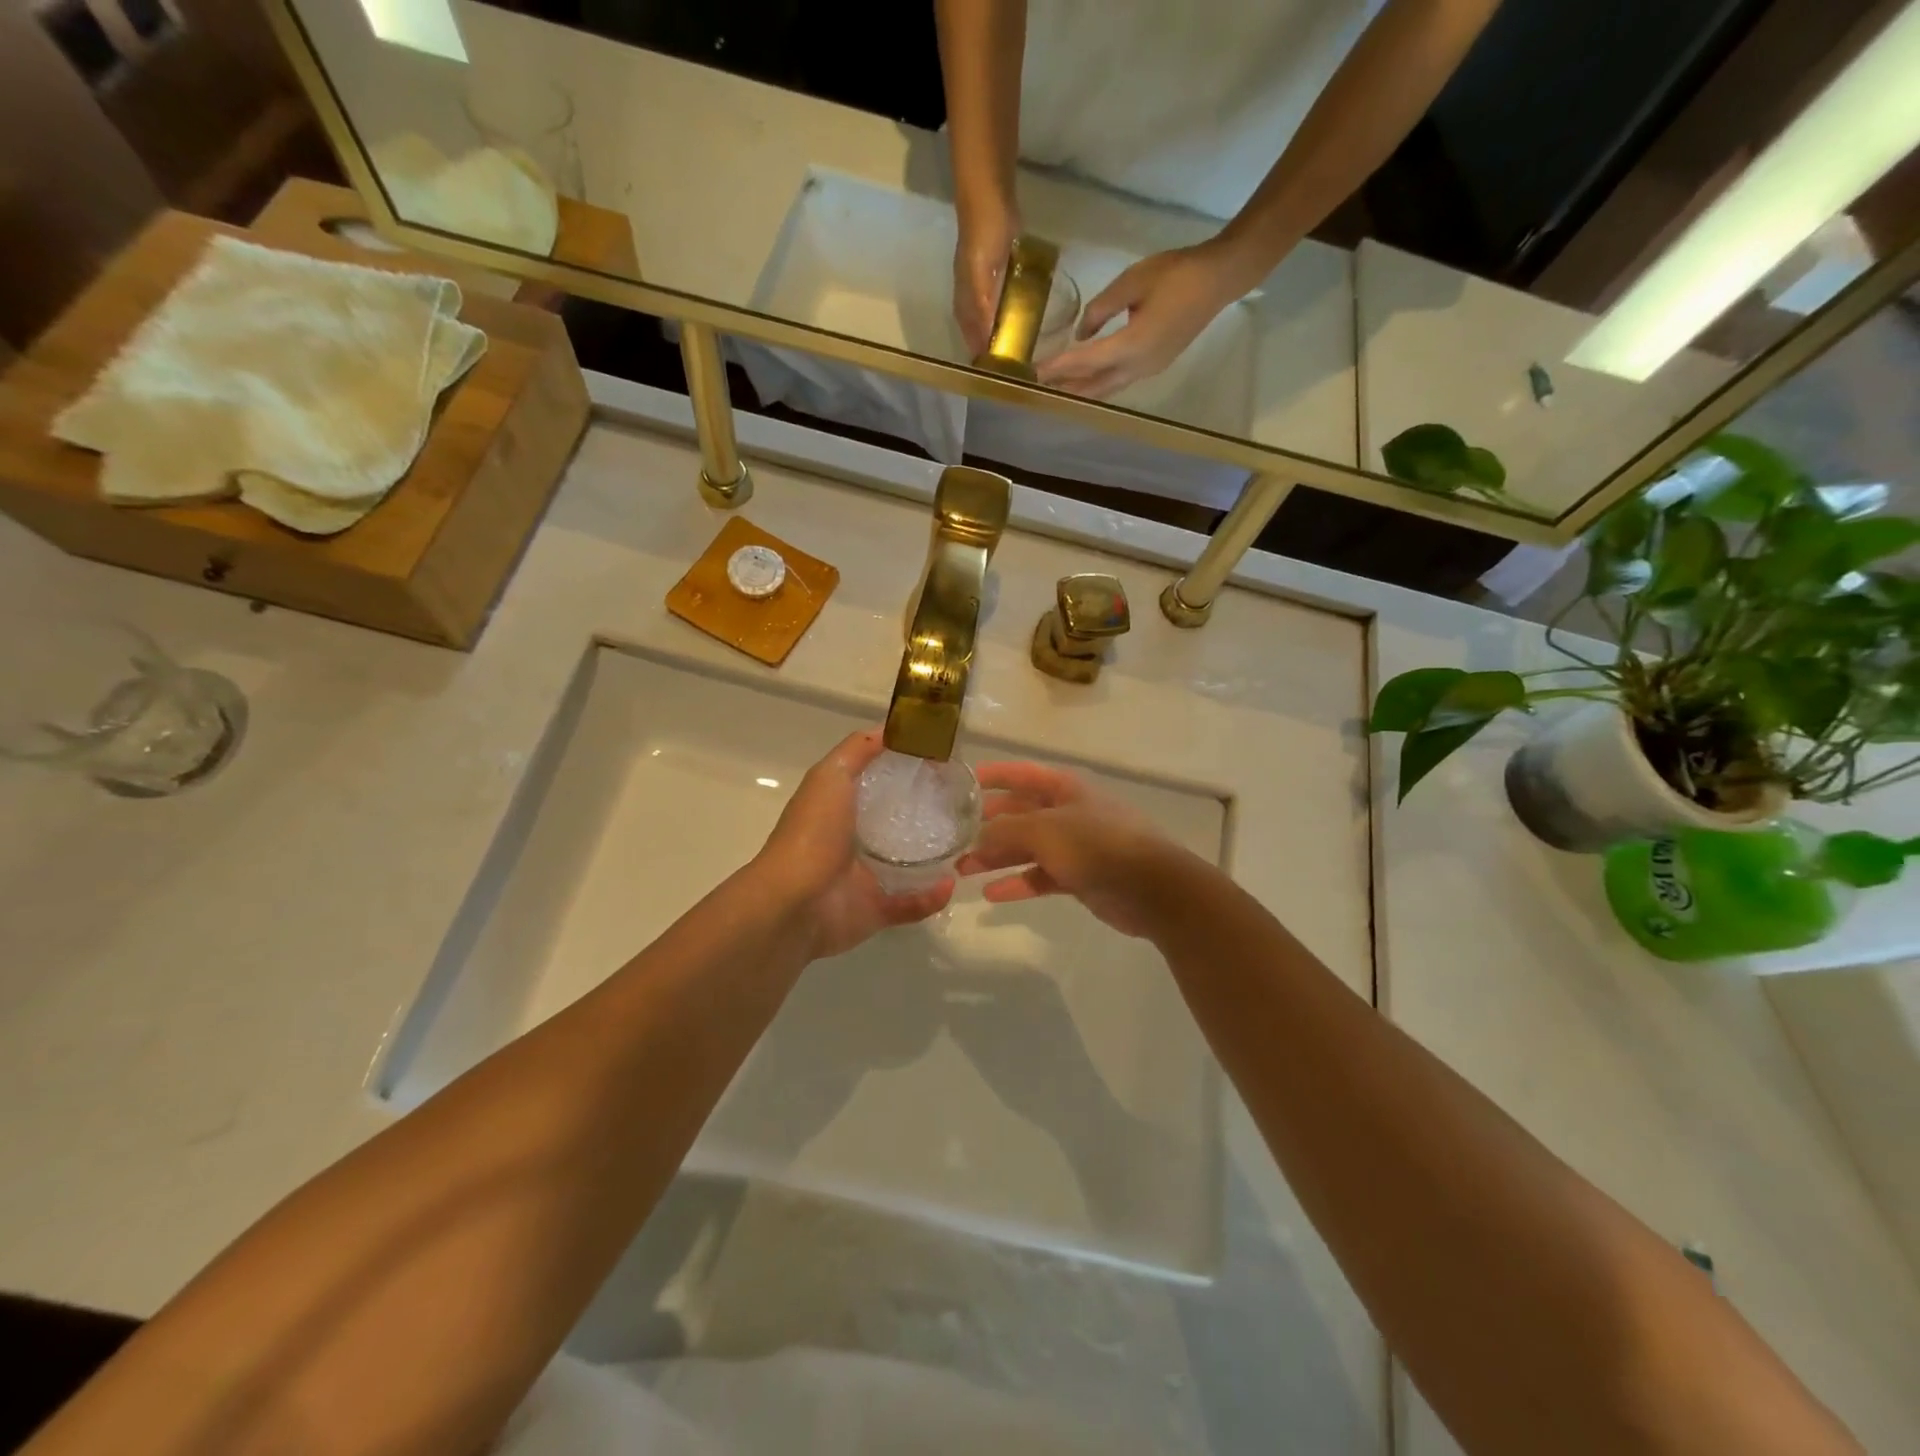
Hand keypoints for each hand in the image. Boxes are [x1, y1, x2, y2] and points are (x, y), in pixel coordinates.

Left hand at [755, 730, 954, 959]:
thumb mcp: (831, 776)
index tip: (939, 760)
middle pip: (894, 824)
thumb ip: (857, 751)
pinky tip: (950, 884)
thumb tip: (891, 728)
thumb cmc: (812, 833)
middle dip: (925, 815)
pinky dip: (931, 897)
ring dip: (933, 859)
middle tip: (960, 804)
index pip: (876, 784)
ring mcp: (864, 878)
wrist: (795, 903)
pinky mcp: (875, 910)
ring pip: (907, 866)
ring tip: (964, 844)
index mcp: (840, 809)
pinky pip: (911, 904)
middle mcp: (851, 841)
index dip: (903, 770)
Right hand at [953, 193, 1021, 357]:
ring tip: (1015, 347)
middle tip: (1008, 366)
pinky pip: (1000, 298)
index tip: (995, 376)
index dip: (981, 355)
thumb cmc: (984, 235)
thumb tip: (985, 342)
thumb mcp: (981, 276)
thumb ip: (982, 308)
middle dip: (988, 347)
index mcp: (965, 300)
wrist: (989, 194)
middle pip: (977, 330)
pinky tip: (1018, 315)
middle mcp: (970, 296)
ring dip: (997, 331)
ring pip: (987, 316)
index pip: (971, 337)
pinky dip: (1006, 311)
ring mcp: (983, 282)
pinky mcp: (996, 269)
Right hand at [954, 761, 1184, 938]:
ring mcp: (1075, 846)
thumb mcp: (1045, 829)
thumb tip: (980, 835)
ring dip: (997, 857)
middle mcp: (1068, 812)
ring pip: (1027, 847)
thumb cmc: (1097, 845)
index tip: (962, 782)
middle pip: (1021, 813)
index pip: (1022, 774)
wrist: (1152, 888)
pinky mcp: (1079, 877)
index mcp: (1065, 789)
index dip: (993, 775)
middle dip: (988, 824)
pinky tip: (991, 894)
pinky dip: (1018, 883)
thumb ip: (1007, 829)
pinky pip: (1041, 876)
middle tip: (954, 836)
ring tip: (963, 869)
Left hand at [1037, 241, 1250, 398]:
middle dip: (1067, 388)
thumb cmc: (1176, 273)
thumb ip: (1101, 308)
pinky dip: (1099, 383)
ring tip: (1058, 390)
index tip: (1035, 372)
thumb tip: (1081, 333)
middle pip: (1095, 385)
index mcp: (1132, 345)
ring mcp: (1148, 370)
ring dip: (1082, 390)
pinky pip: (1120, 381)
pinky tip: (1087, 379)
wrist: (1218, 279)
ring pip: (1108, 388)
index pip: (1087, 361)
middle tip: (1040, 389)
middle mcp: (1138, 367)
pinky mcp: (1154, 365)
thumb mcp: (1132, 281)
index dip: (1060, 367)